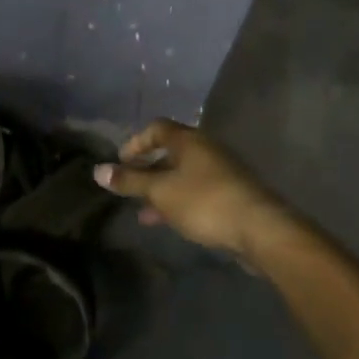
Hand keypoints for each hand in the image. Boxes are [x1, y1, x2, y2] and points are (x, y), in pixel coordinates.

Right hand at [93, 120, 295, 262]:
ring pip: (183, 176)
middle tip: (129, 187)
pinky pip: (197, 193)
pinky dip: (178, 202)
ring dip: (162, 190)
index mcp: (189, 140)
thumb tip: (98, 171)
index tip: (120, 162)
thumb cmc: (205, 201)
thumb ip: (130, 181)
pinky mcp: (231, 196)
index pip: (157, 128)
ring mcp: (221, 173)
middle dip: (147, 170)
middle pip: (170, 152)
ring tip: (143, 212)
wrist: (260, 229)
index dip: (136, 142)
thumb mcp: (161, 192)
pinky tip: (168, 222)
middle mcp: (206, 150)